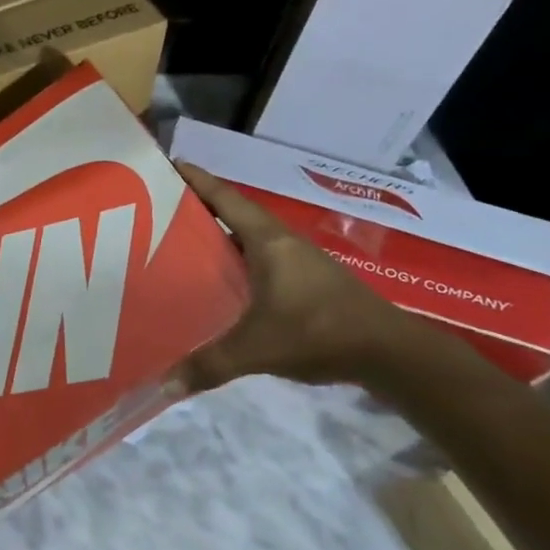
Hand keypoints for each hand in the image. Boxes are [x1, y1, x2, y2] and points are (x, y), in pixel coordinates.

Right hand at [174, 161, 421, 391]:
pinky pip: (261, 258)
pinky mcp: (308, 281)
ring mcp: (298, 261)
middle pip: (233, 213)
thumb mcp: (258, 348)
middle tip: (159, 209)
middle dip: (199, 207)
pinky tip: (222, 280)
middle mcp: (281, 242)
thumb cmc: (320, 332)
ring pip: (248, 237)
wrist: (391, 352)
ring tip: (180, 243)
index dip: (196, 179)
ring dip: (219, 235)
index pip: (224, 198)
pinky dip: (237, 260)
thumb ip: (210, 365)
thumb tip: (163, 386)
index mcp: (267, 240)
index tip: (168, 163)